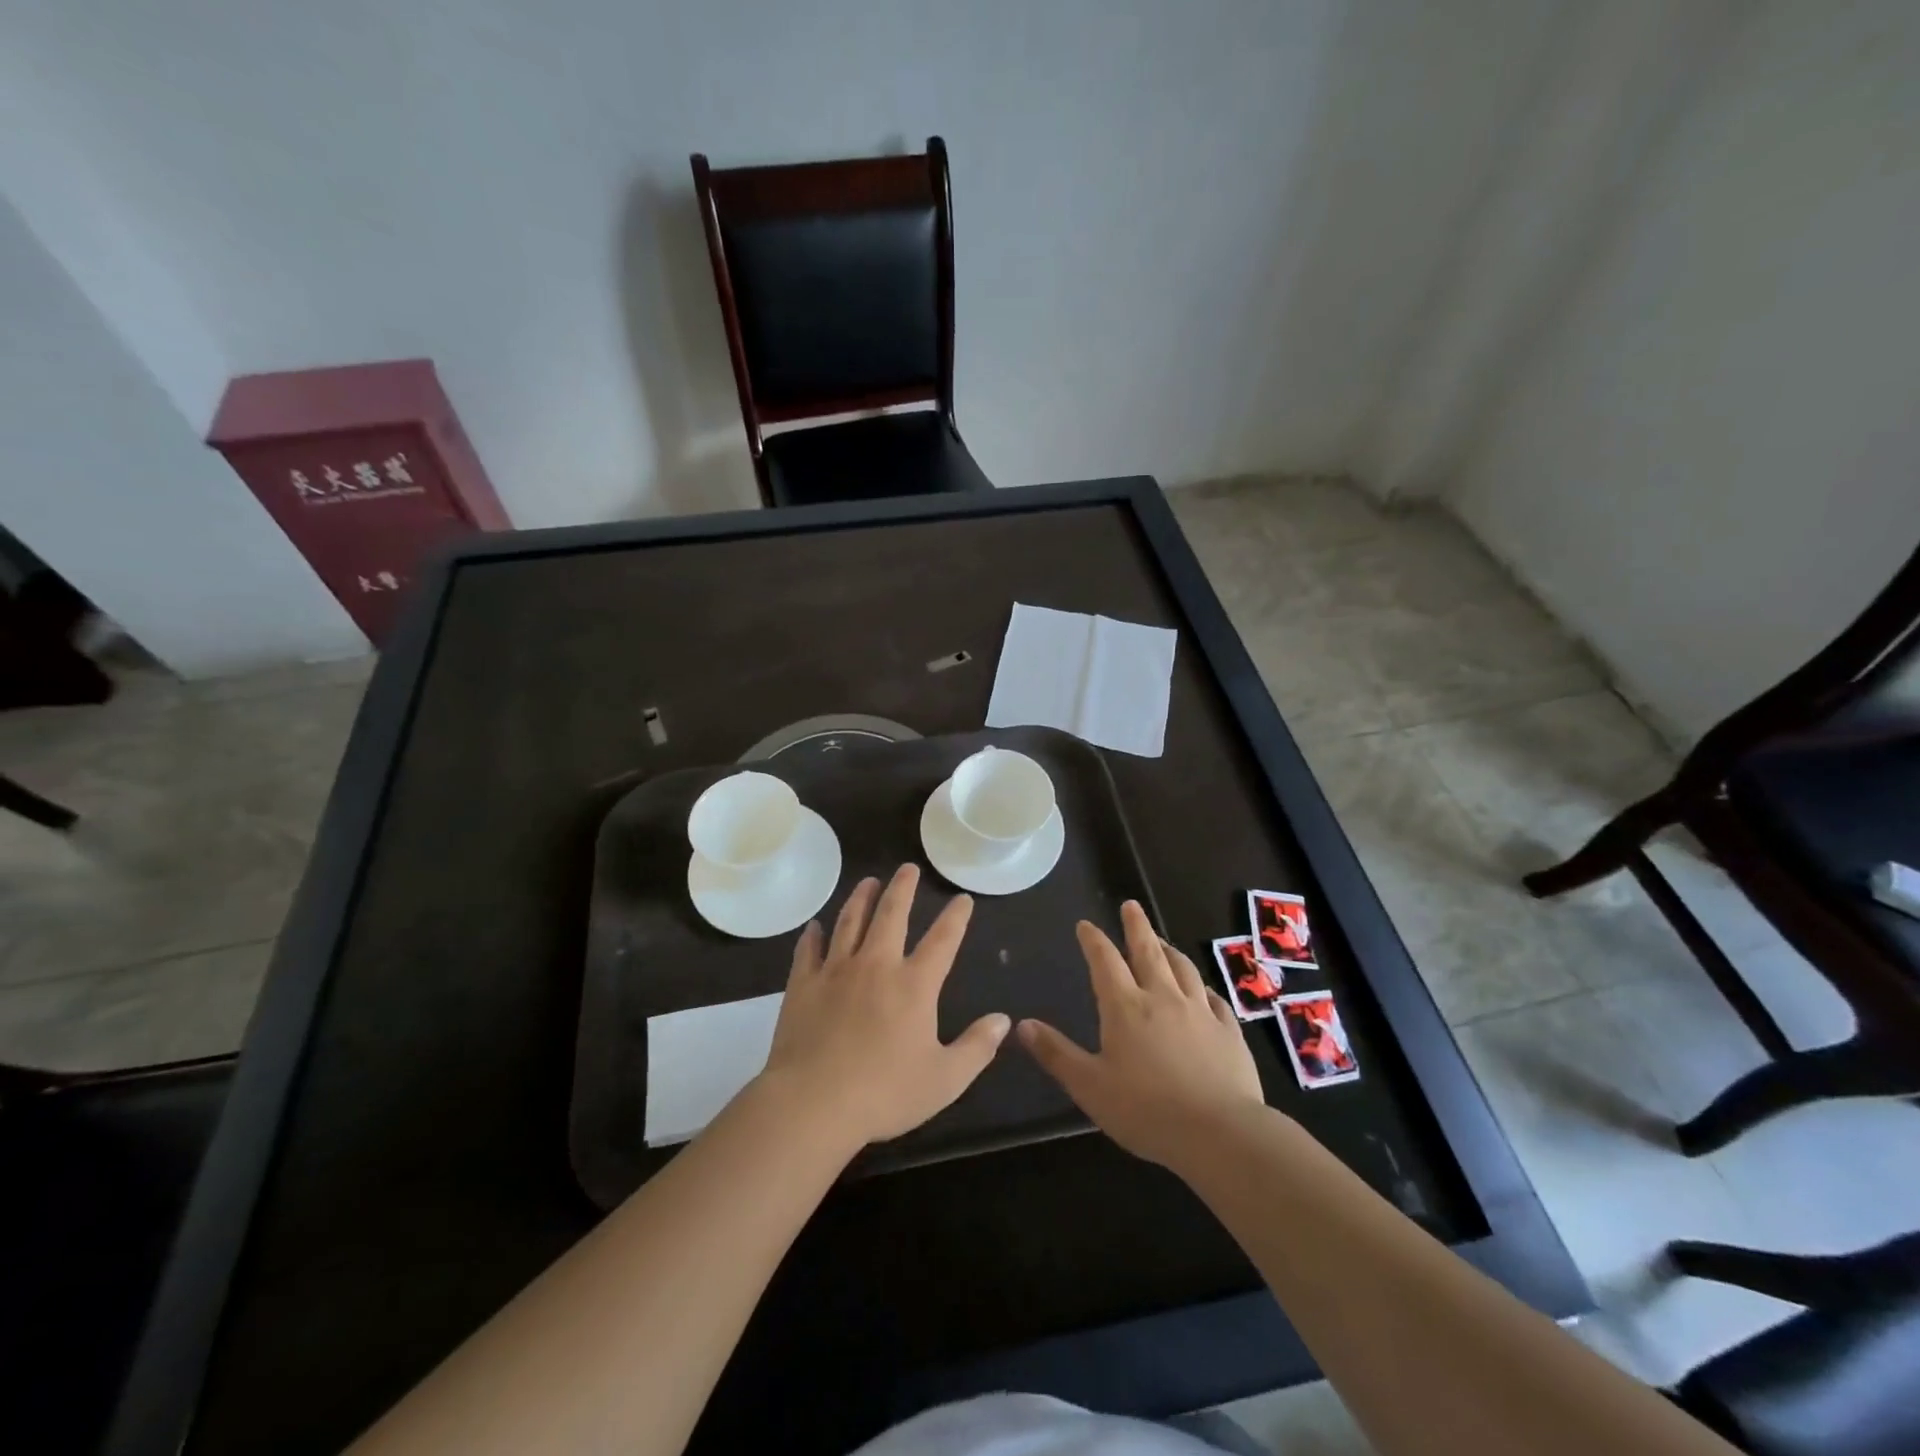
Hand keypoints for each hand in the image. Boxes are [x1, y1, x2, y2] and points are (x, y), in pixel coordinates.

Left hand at [759, 864, 1009, 1147]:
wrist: (813, 1103)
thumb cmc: (884, 1093)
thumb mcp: (944, 1079)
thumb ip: (976, 1047)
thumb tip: (1003, 1020)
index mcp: (914, 985)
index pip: (942, 940)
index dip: (956, 917)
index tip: (962, 898)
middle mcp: (876, 965)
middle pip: (892, 914)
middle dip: (902, 888)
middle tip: (907, 868)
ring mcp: (836, 971)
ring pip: (850, 922)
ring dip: (861, 898)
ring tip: (868, 882)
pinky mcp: (803, 985)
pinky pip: (808, 950)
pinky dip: (813, 935)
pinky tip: (815, 926)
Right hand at [1018, 901, 1264, 1167]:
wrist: (1220, 1133)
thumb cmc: (1146, 1110)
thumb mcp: (1089, 1086)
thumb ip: (1056, 1054)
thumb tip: (1022, 1025)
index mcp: (1125, 1007)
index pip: (1105, 962)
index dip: (1094, 940)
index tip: (1085, 925)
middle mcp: (1163, 998)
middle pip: (1148, 951)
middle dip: (1136, 926)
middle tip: (1131, 905)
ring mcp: (1200, 1012)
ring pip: (1183, 968)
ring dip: (1169, 950)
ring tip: (1162, 941)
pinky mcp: (1229, 1031)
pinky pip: (1214, 999)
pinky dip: (1203, 987)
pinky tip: (1203, 989)